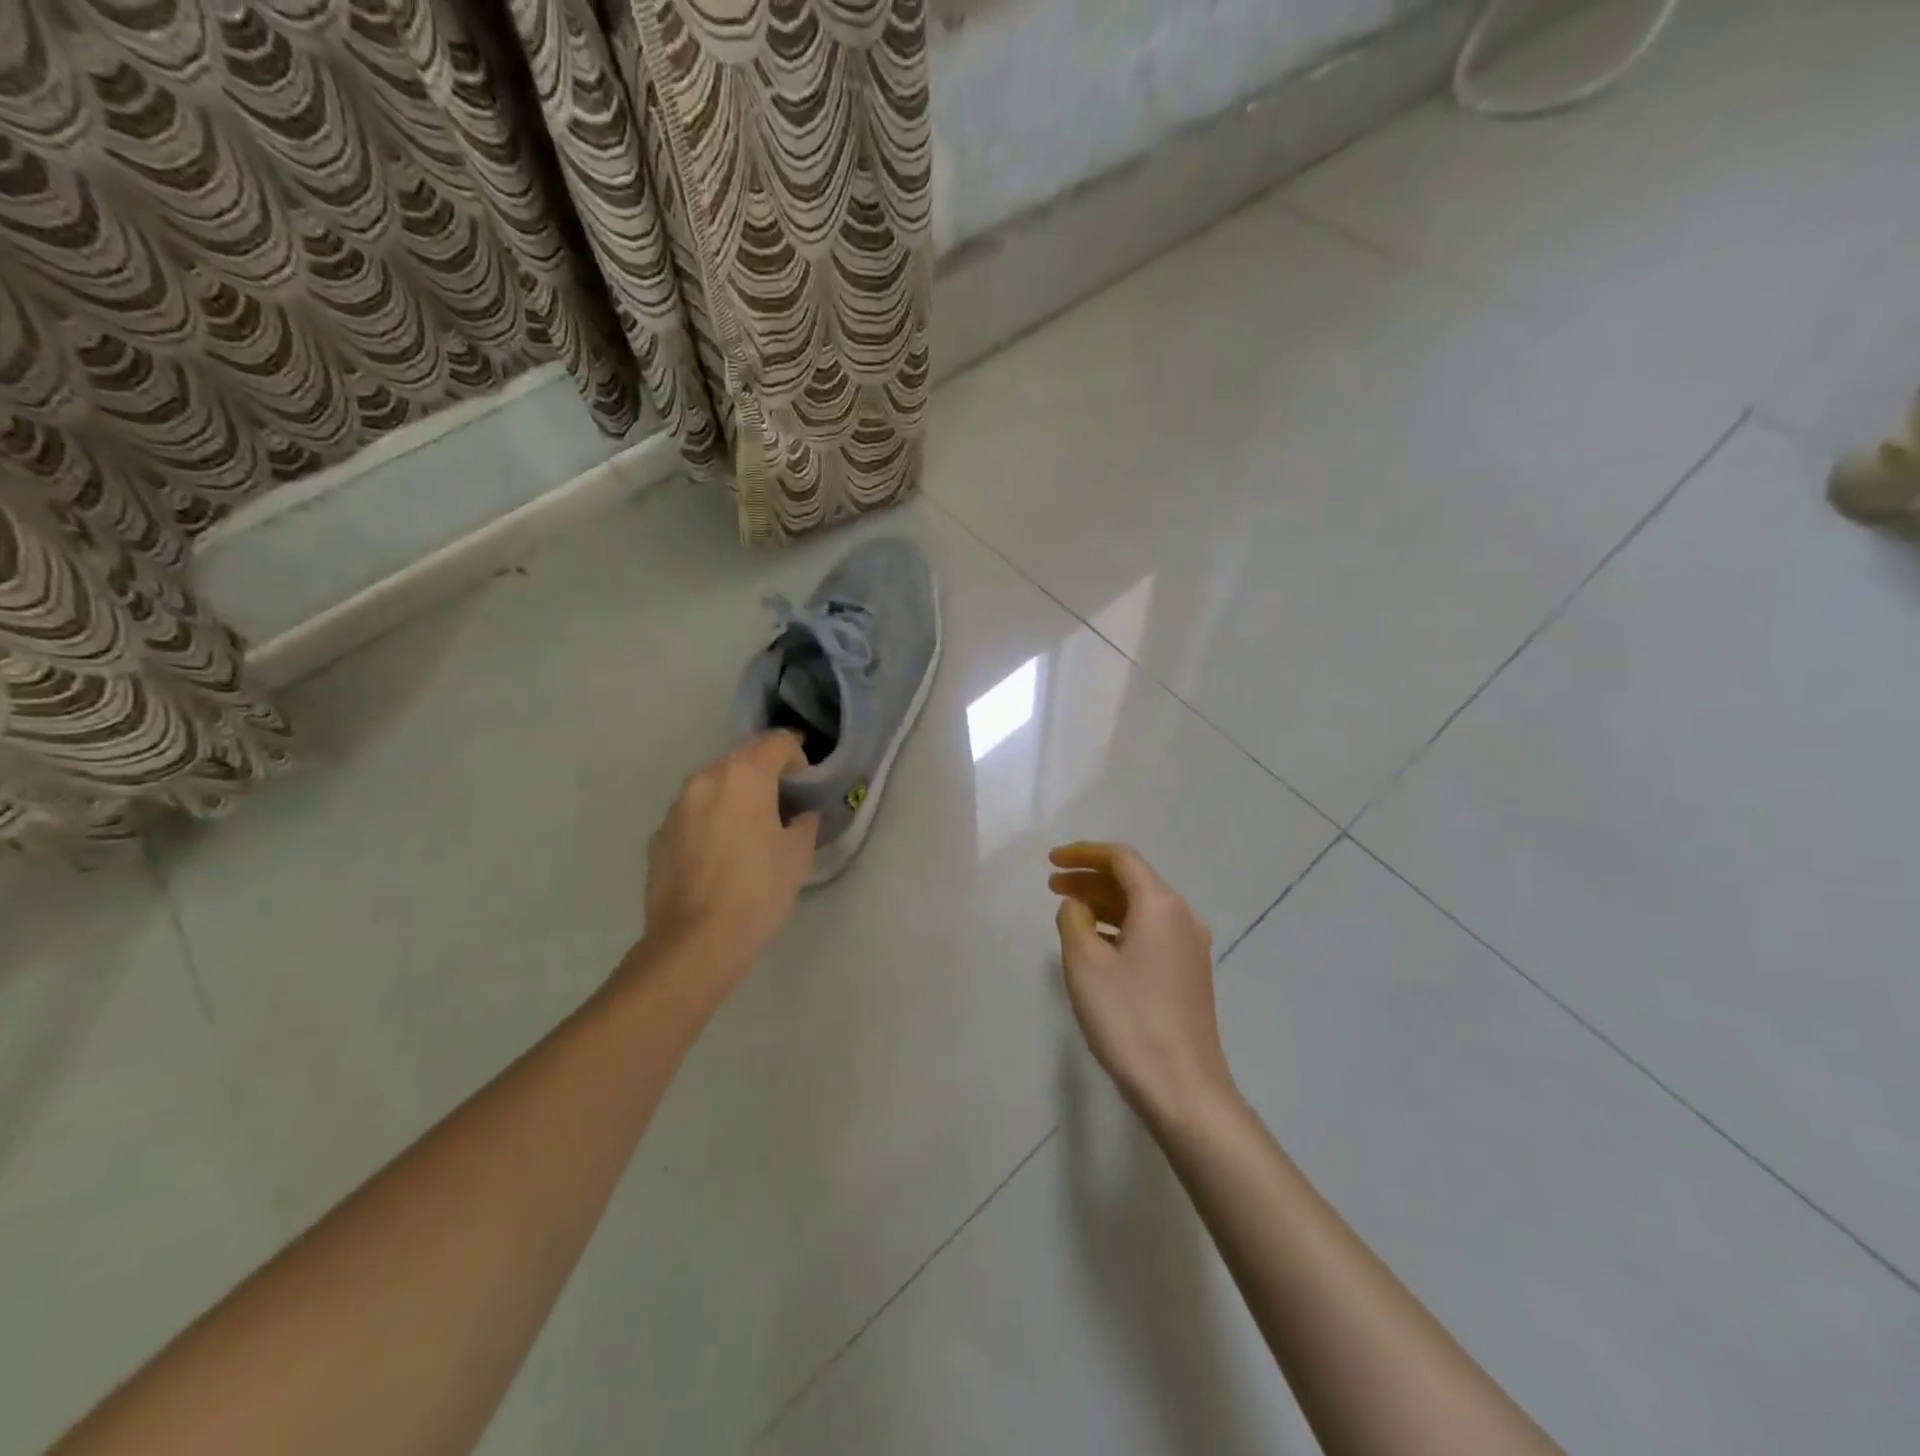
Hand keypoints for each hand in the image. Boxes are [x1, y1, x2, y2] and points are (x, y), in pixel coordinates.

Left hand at [637, 733, 819, 989]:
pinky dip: (711, 818)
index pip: (776, 742)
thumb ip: (804, 823)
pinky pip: (693, 813)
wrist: (695, 941)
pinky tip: (721, 852)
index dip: (797, 754)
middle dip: (764, 769)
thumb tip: (800, 816)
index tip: (805, 779)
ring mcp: (676, 807)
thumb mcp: (797, 855)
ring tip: (750, 825)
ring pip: (713, 784)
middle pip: (741, 757)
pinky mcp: (659, 835)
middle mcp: (705, 780)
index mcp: (744, 776)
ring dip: (734, 793)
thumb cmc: (757, 890)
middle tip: (781, 799)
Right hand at [1050, 842, 1235, 1121]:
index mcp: (1160, 904)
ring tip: (1067, 914)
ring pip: (1141, 908)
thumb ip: (1073, 920)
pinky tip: (1096, 946)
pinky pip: (1150, 933)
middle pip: (1132, 881)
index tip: (1051, 860)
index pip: (1121, 858)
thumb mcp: (1085, 964)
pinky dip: (1119, 927)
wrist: (1183, 1088)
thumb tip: (1077, 905)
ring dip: (1103, 904)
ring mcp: (1190, 947)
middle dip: (1090, 878)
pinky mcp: (1189, 974)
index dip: (1083, 853)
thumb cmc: (1128, 1018)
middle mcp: (1182, 917)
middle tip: (1051, 885)